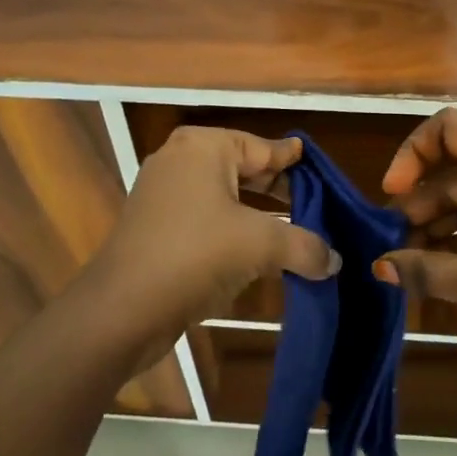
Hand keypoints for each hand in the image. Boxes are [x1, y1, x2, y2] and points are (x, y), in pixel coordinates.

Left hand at [82, 127, 339, 362]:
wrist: (121, 309)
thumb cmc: (195, 255)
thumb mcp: (259, 245)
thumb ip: (303, 246)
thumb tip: (335, 261)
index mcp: (204, 146)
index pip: (262, 147)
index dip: (292, 160)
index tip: (316, 164)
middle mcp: (181, 159)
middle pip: (244, 168)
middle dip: (277, 189)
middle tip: (313, 204)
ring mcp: (163, 192)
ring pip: (224, 195)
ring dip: (257, 214)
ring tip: (293, 229)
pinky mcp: (155, 225)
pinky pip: (205, 217)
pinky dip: (232, 229)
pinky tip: (256, 251)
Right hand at [375, 109, 456, 369]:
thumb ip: (428, 270)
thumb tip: (379, 266)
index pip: (449, 128)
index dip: (413, 153)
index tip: (392, 193)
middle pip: (456, 169)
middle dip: (419, 202)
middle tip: (390, 243)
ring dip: (438, 225)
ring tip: (409, 264)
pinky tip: (440, 272)